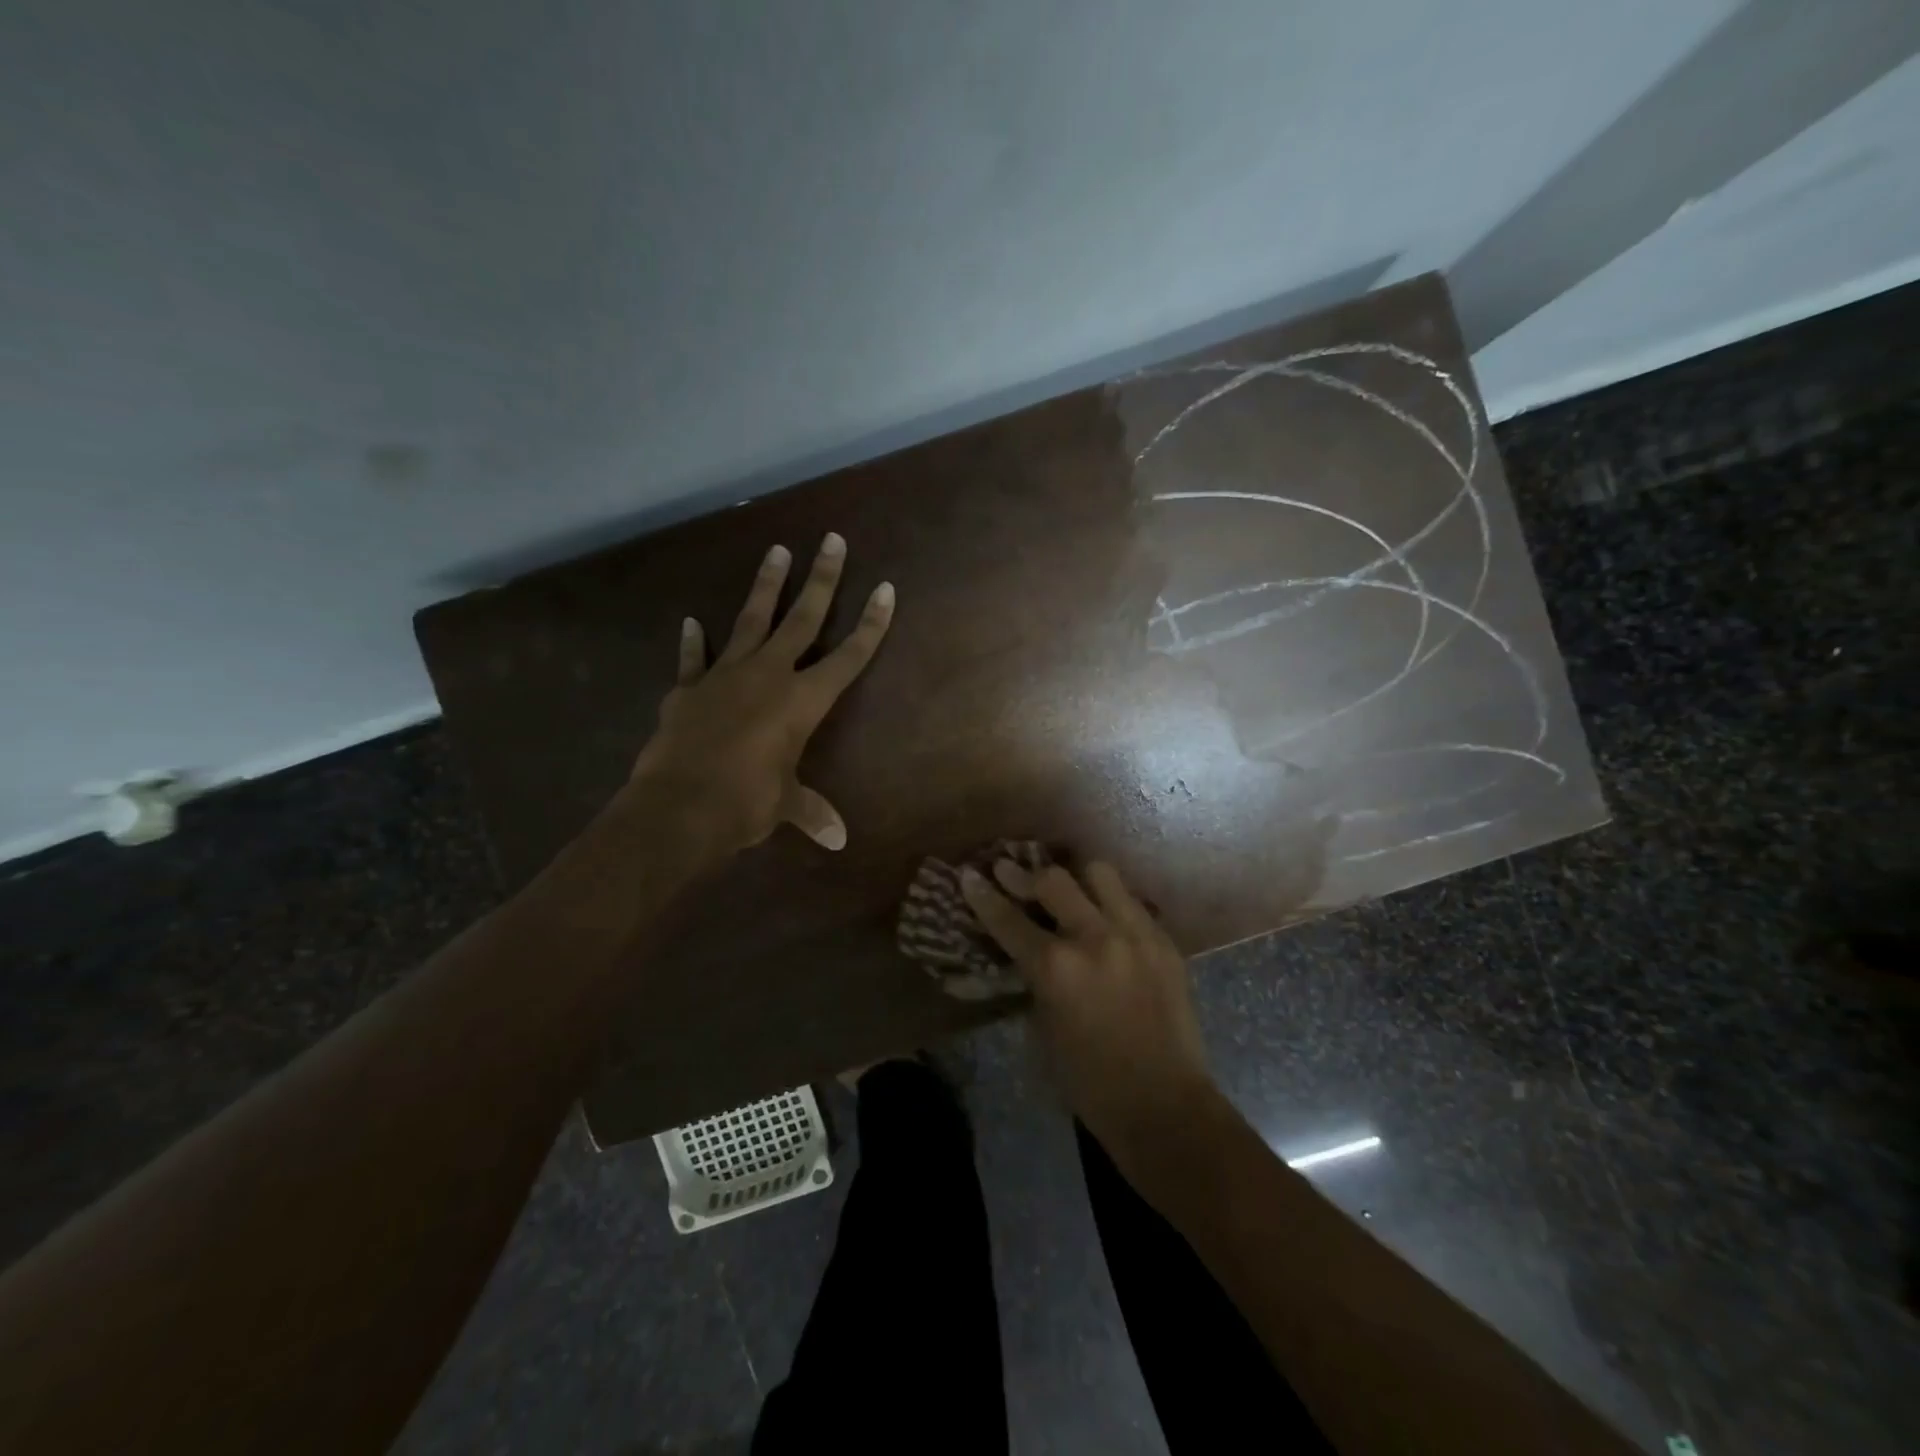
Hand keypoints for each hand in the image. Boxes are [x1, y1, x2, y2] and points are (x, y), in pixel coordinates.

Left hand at [628, 533, 894, 857]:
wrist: (678, 807)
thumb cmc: (746, 803)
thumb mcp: (785, 805)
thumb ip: (811, 812)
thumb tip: (838, 840)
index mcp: (802, 701)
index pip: (848, 656)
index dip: (870, 624)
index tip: (885, 589)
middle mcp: (768, 675)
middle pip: (802, 619)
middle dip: (822, 580)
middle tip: (832, 541)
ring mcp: (725, 676)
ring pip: (751, 620)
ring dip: (766, 586)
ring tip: (778, 551)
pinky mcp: (689, 688)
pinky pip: (695, 659)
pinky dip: (694, 642)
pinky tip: (692, 622)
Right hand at [959, 858, 1223, 1169]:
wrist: (1164, 1104)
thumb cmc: (1089, 1081)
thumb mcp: (1044, 1027)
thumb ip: (1035, 978)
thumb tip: (1028, 950)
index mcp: (1055, 968)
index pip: (1009, 919)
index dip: (983, 895)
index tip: (969, 875)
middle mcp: (1094, 938)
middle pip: (1053, 880)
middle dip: (1024, 874)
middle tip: (1010, 872)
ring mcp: (1135, 934)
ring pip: (1100, 874)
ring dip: (1076, 877)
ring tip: (1067, 887)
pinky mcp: (1164, 941)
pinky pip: (1131, 901)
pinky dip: (1110, 902)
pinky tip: (1104, 916)